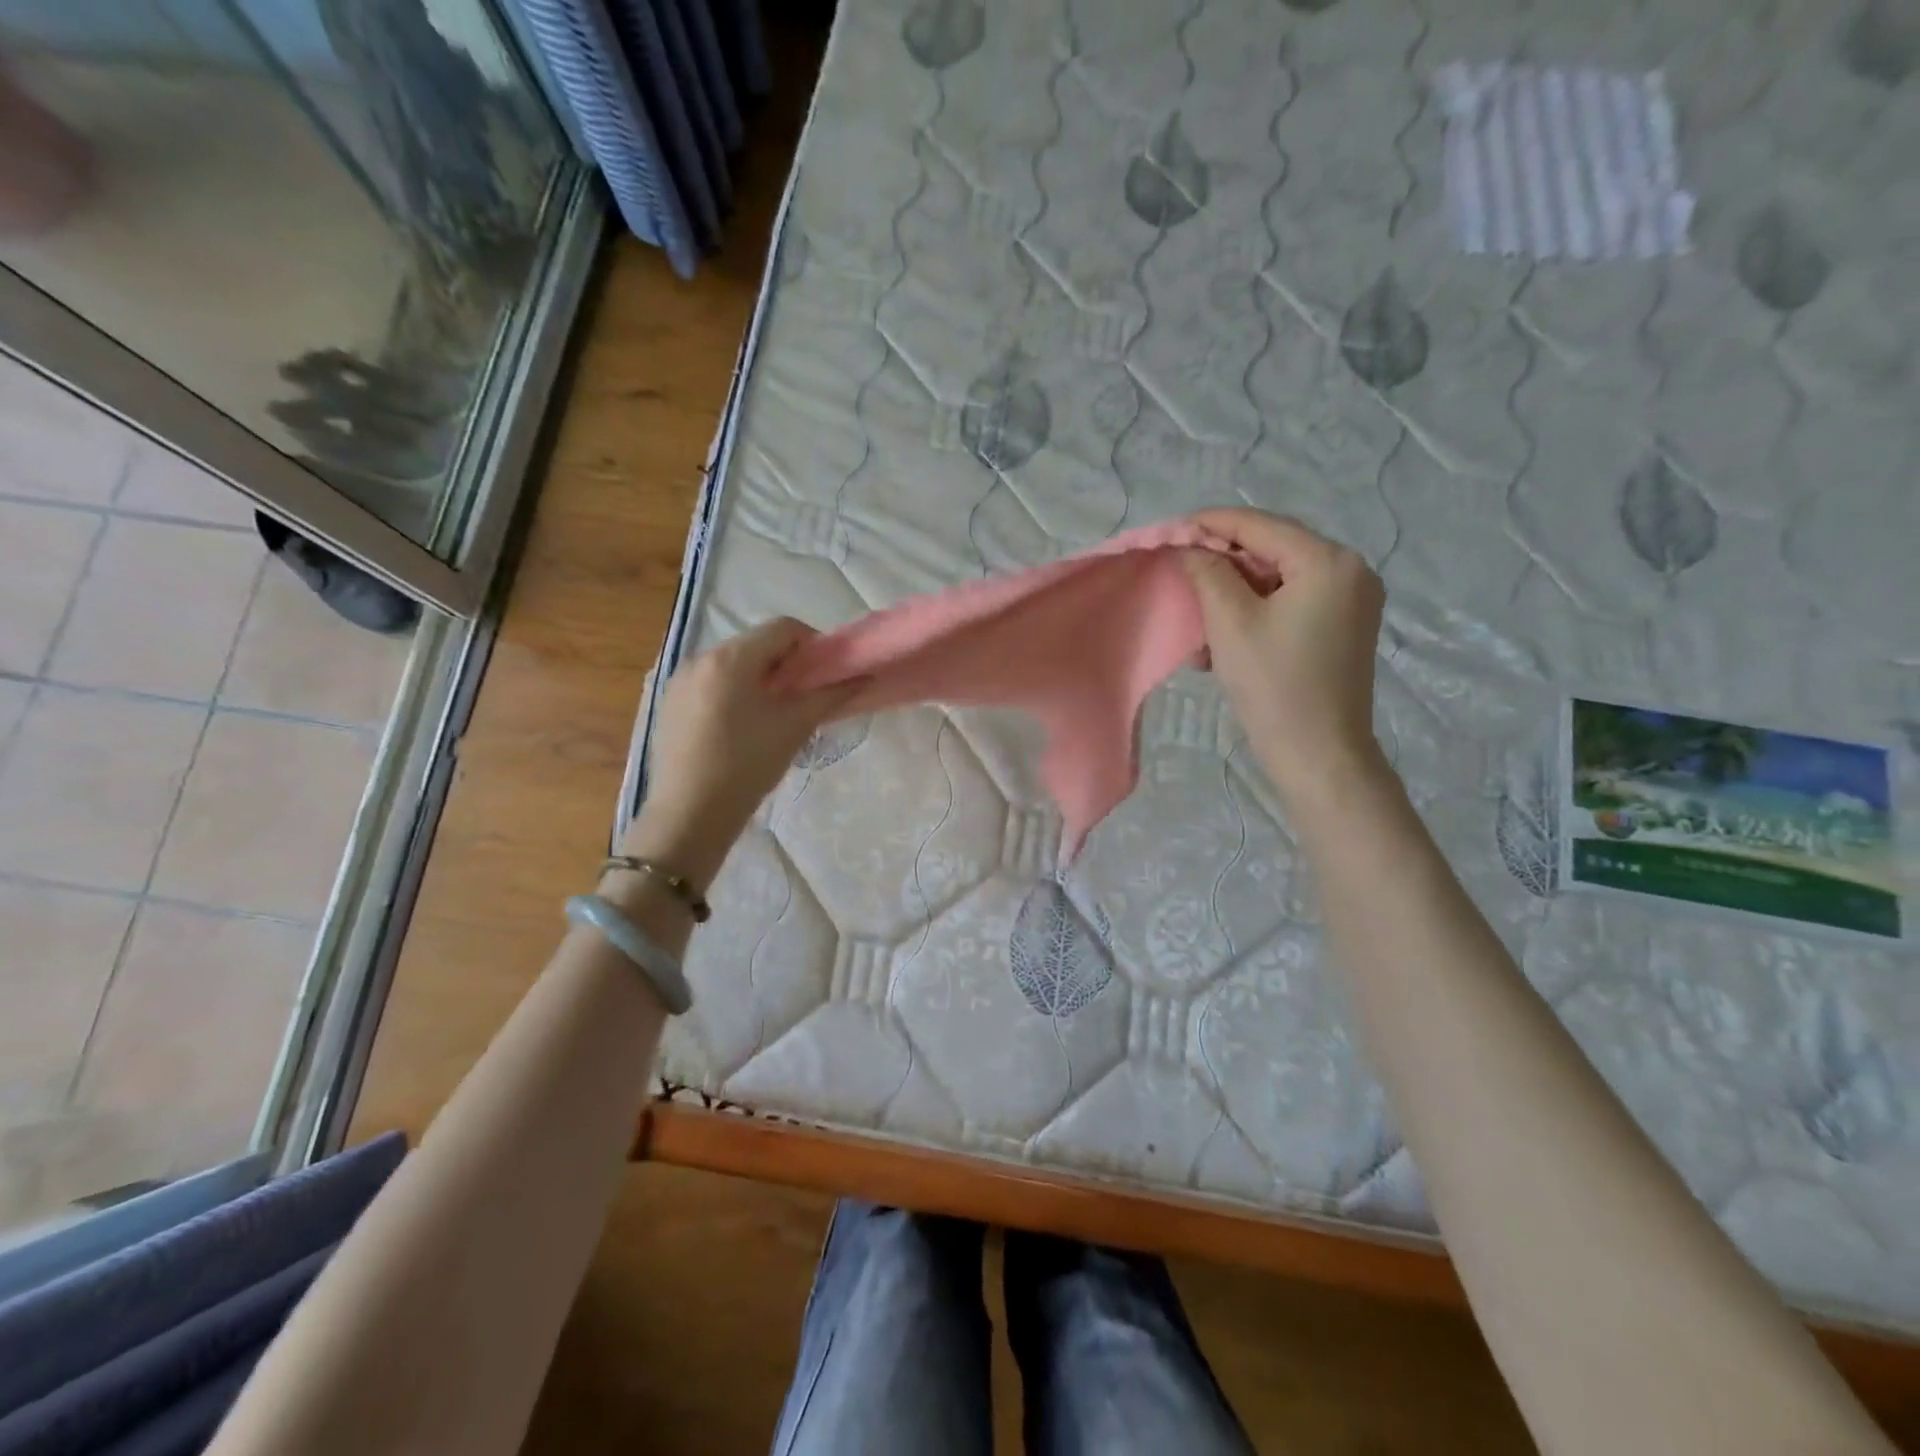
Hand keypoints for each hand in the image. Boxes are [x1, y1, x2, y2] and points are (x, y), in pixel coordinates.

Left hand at [623, 618, 854, 885]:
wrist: (690, 814)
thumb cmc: (748, 765)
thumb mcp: (795, 727)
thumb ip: (831, 695)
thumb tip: (862, 676)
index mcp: (732, 657)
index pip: (782, 628)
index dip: (811, 645)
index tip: (824, 675)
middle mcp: (701, 657)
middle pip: (755, 644)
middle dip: (784, 663)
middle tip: (801, 697)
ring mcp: (679, 680)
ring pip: (730, 664)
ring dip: (757, 677)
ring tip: (770, 715)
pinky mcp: (668, 703)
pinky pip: (708, 683)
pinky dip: (731, 692)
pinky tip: (737, 728)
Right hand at [1183, 509, 1387, 808]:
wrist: (1318, 754)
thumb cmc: (1273, 685)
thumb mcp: (1230, 622)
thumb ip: (1208, 572)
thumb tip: (1191, 547)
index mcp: (1329, 561)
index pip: (1260, 526)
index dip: (1211, 523)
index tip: (1171, 529)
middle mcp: (1351, 571)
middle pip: (1273, 550)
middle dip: (1223, 564)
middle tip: (1181, 574)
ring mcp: (1353, 601)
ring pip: (1279, 580)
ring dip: (1235, 594)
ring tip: (1199, 618)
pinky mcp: (1345, 628)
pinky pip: (1293, 604)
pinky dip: (1256, 613)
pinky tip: (1225, 638)